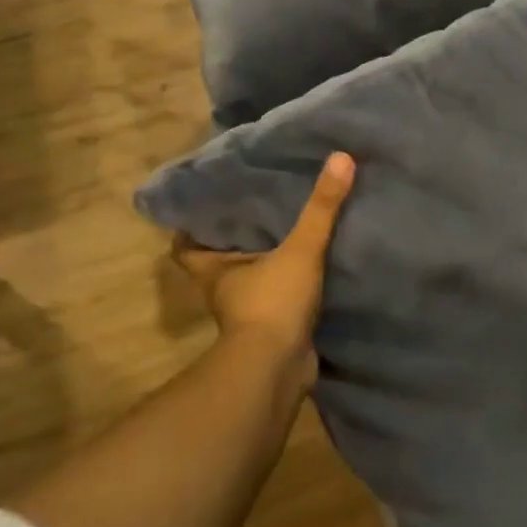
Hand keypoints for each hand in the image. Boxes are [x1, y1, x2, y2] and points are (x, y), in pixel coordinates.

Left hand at [173, 152, 355, 389]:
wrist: (278, 369)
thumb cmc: (272, 303)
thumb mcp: (300, 249)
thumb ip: (321, 207)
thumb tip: (341, 157)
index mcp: (214, 269)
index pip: (186, 244)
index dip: (189, 226)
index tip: (204, 204)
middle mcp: (224, 290)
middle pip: (219, 260)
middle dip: (234, 240)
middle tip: (256, 207)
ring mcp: (247, 313)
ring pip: (250, 280)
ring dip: (263, 264)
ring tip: (287, 231)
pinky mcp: (273, 330)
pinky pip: (277, 299)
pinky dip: (288, 287)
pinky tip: (311, 268)